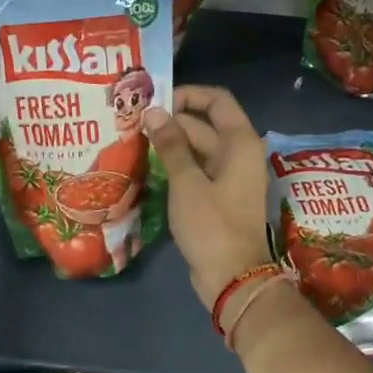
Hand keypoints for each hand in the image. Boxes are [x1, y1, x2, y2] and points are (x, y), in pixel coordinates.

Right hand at [142, 86, 272, 308]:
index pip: (217, 100)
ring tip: (134, 142)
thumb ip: (171, 145)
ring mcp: (229, 177)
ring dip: (170, 145)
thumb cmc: (212, 226)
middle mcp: (238, 154)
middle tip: (132, 123)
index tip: (155, 101)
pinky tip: (148, 167)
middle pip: (203, 125)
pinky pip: (197, 171)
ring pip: (198, 150)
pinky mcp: (218, 198)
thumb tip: (154, 112)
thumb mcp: (187, 183)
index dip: (188, 94)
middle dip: (170, 122)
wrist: (233, 278)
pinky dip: (176, 166)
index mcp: (239, 143)